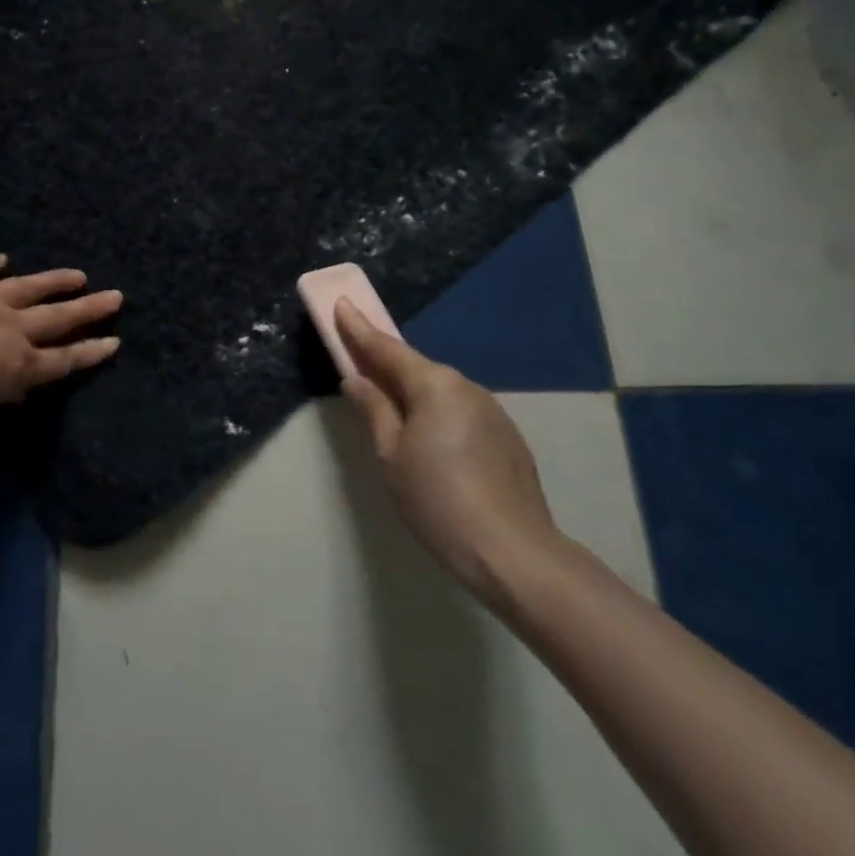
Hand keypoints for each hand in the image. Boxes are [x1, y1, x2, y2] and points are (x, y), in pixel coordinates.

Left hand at [0, 254, 121, 439]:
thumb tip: (13, 381)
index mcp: (13, 366)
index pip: (63, 359)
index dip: (90, 351)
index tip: (114, 341)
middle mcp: (7, 328)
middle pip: (57, 318)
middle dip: (89, 309)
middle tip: (114, 297)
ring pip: (28, 286)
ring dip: (54, 281)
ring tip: (78, 275)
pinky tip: (4, 259)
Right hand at [335, 300, 562, 600]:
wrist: (512, 551)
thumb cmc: (438, 500)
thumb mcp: (391, 456)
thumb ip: (374, 410)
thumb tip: (357, 379)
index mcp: (434, 385)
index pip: (387, 348)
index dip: (360, 329)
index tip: (342, 304)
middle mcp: (466, 386)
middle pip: (417, 368)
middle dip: (387, 364)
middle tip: (360, 365)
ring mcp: (492, 410)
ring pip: (441, 392)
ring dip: (414, 394)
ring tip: (394, 417)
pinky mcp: (506, 435)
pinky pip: (461, 412)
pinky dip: (439, 414)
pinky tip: (433, 444)